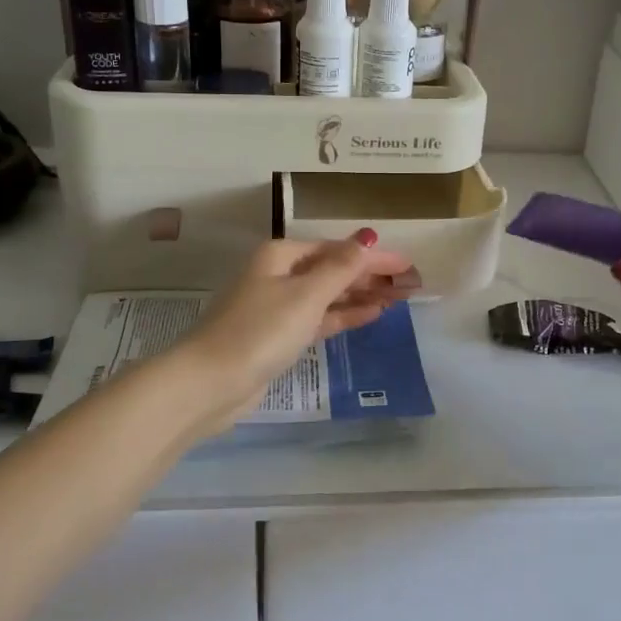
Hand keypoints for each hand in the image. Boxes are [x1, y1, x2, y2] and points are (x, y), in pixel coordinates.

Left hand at [176, 232, 415, 432]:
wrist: (210, 383)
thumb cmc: (260, 330)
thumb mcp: (306, 295)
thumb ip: (341, 268)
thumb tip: (368, 237)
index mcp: (281, 255)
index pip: (337, 250)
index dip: (374, 257)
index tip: (409, 266)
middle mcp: (278, 275)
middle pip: (332, 270)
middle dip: (370, 276)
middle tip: (409, 285)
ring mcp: (276, 307)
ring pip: (327, 296)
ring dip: (361, 296)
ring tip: (398, 299)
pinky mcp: (277, 337)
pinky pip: (318, 319)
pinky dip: (343, 316)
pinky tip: (370, 315)